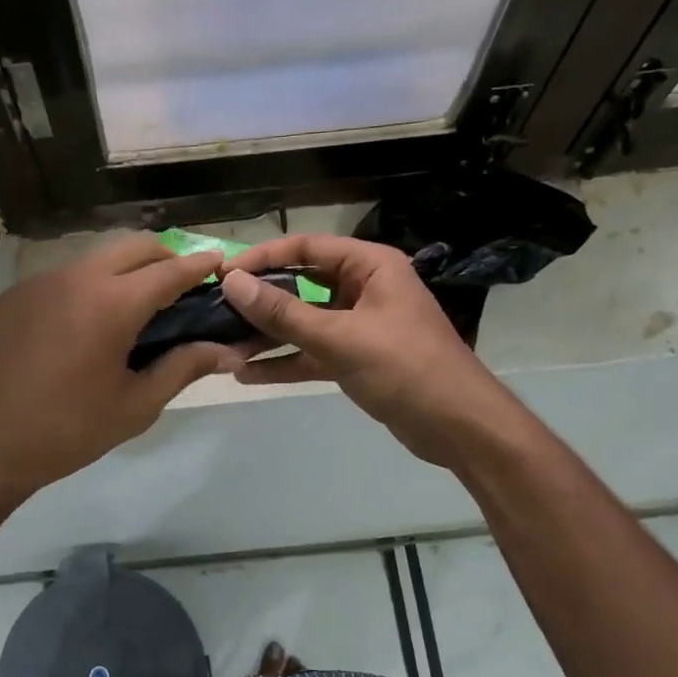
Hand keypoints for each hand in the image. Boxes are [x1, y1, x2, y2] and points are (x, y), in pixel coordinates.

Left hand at [0, 234, 238, 506]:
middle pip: (132, 246)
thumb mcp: (134, 406)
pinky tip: (86, 324)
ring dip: (124, 268)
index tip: (220, 262)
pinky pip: (62, 276)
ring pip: (94, 257)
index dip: (199, 265)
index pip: (169, 270)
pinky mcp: (11, 297)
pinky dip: (89, 285)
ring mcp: (37, 283)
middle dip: (164, 256)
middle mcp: (74, 278)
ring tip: (135, 306)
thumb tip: (227, 351)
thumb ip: (183, 368)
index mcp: (111, 303)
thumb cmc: (66, 432)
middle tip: (180, 286)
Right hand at [220, 234, 507, 466]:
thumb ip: (284, 312)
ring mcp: (359, 325)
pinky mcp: (355, 359)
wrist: (461, 428)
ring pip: (303, 322)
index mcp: (370, 266)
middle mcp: (363, 288)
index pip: (306, 248)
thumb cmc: (406, 368)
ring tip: (224, 345)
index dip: (263, 256)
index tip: (224, 273)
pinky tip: (247, 374)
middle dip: (261, 299)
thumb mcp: (341, 337)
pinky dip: (285, 362)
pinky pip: (312, 353)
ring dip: (268, 335)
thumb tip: (232, 282)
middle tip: (216, 309)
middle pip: (301, 284)